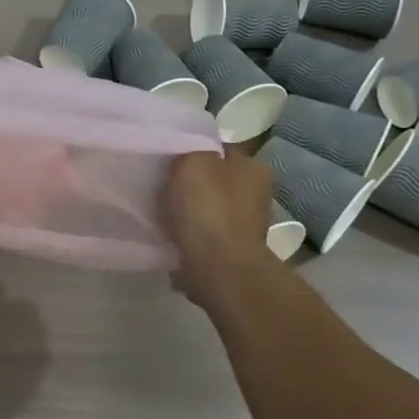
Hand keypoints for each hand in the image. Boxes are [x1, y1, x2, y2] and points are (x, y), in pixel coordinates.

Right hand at [165, 148, 276, 306]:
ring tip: (161, 212)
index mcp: (253, 167)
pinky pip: (203, 234)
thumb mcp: (193, 161)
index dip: (192, 151)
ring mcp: (246, 225)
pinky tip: (171, 234)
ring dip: (188, 211)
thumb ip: (191, 150)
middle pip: (214, 179)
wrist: (218, 269)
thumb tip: (189, 156)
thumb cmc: (208, 209)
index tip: (168, 160)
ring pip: (207, 207)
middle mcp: (256, 194)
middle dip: (190, 183)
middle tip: (161, 185)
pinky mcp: (231, 251)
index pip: (219, 149)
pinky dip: (189, 234)